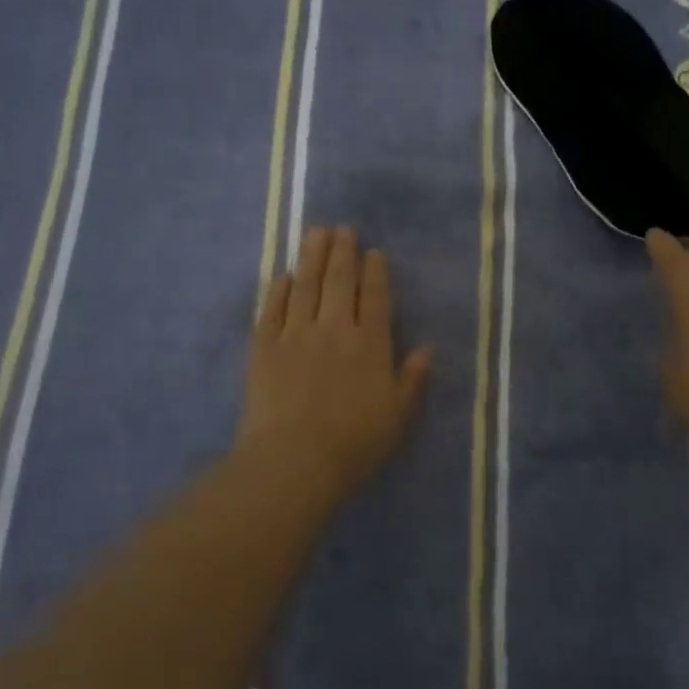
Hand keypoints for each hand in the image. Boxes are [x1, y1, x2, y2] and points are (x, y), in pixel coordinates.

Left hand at [237, 226, 431, 498]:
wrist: (294, 460)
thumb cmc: (354, 443)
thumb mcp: (398, 416)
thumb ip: (413, 379)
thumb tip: (425, 348)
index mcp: (370, 344)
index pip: (375, 297)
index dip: (374, 272)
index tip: (372, 252)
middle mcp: (334, 328)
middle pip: (338, 281)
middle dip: (342, 251)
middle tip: (342, 229)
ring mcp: (295, 334)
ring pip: (305, 285)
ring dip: (311, 256)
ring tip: (315, 232)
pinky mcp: (263, 347)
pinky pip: (272, 309)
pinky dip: (279, 289)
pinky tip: (283, 275)